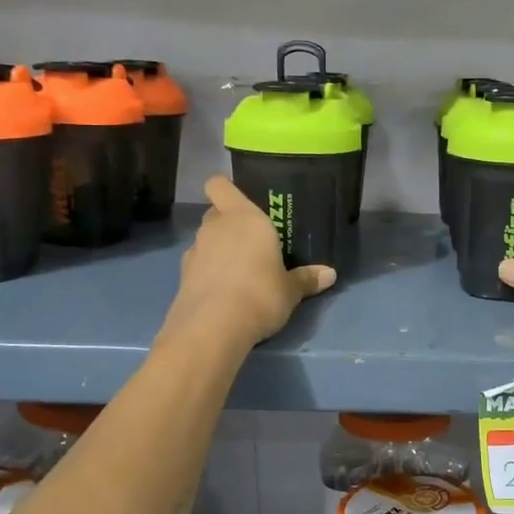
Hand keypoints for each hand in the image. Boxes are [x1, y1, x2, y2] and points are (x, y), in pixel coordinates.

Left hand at [163, 176, 335, 346]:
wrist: (213, 327)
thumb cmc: (260, 294)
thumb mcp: (290, 290)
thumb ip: (306, 279)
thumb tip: (330, 274)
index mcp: (244, 217)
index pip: (220, 185)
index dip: (226, 190)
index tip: (240, 201)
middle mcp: (215, 227)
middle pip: (215, 212)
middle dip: (228, 222)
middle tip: (250, 241)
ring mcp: (195, 251)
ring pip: (205, 240)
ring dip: (218, 249)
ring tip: (239, 271)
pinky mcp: (183, 277)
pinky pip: (198, 265)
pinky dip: (208, 273)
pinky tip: (224, 291)